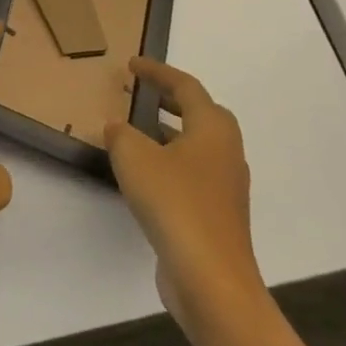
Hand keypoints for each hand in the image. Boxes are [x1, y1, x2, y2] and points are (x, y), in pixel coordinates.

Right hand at [105, 59, 262, 333]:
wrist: (211, 280)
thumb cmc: (175, 204)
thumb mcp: (133, 157)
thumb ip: (121, 134)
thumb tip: (118, 128)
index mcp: (212, 129)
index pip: (186, 87)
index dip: (157, 72)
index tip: (132, 65)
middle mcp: (226, 153)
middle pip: (203, 115)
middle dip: (173, 101)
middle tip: (144, 94)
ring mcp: (226, 188)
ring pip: (199, 147)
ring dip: (171, 133)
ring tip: (138, 132)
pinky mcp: (217, 216)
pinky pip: (194, 174)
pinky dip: (171, 163)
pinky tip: (145, 175)